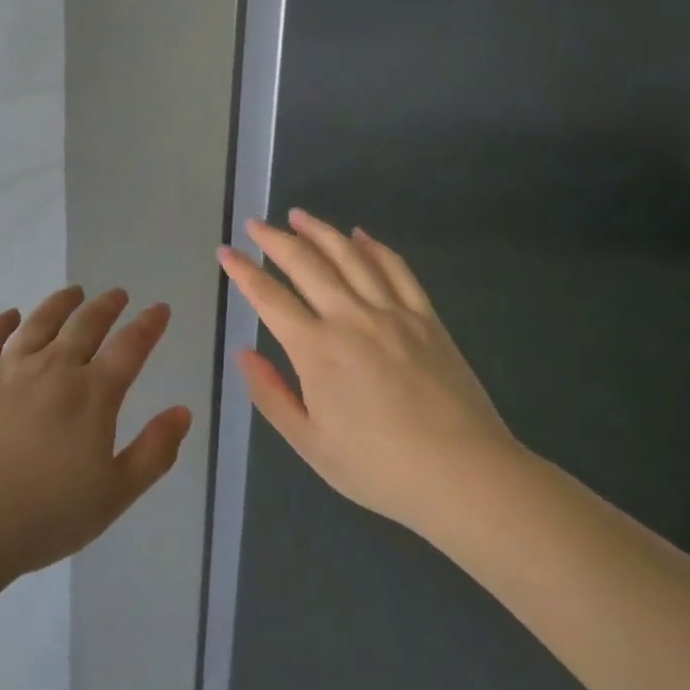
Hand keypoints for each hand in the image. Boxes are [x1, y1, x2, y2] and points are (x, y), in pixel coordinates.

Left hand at [0, 287, 192, 586]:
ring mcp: (7, 368)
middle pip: (86, 324)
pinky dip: (1, 322)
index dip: (148, 325)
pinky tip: (9, 316)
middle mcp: (53, 368)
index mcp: (92, 394)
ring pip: (40, 322)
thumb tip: (183, 412)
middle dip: (107, 306)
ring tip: (74, 292)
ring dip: (61, 303)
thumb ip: (153, 452)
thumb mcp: (113, 496)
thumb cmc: (42, 516)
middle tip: (118, 294)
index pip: (130, 348)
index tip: (159, 309)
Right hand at [218, 210, 517, 536]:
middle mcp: (350, 318)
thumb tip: (243, 353)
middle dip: (275, 240)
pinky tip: (360, 234)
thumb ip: (271, 395)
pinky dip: (375, 247)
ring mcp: (392, 312)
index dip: (244, 271)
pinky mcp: (426, 317)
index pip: (269, 298)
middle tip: (255, 223)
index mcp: (317, 350)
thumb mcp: (311, 444)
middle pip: (306, 264)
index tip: (226, 252)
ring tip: (298, 215)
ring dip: (320, 231)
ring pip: (350, 256)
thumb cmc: (379, 468)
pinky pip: (396, 269)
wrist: (464, 475)